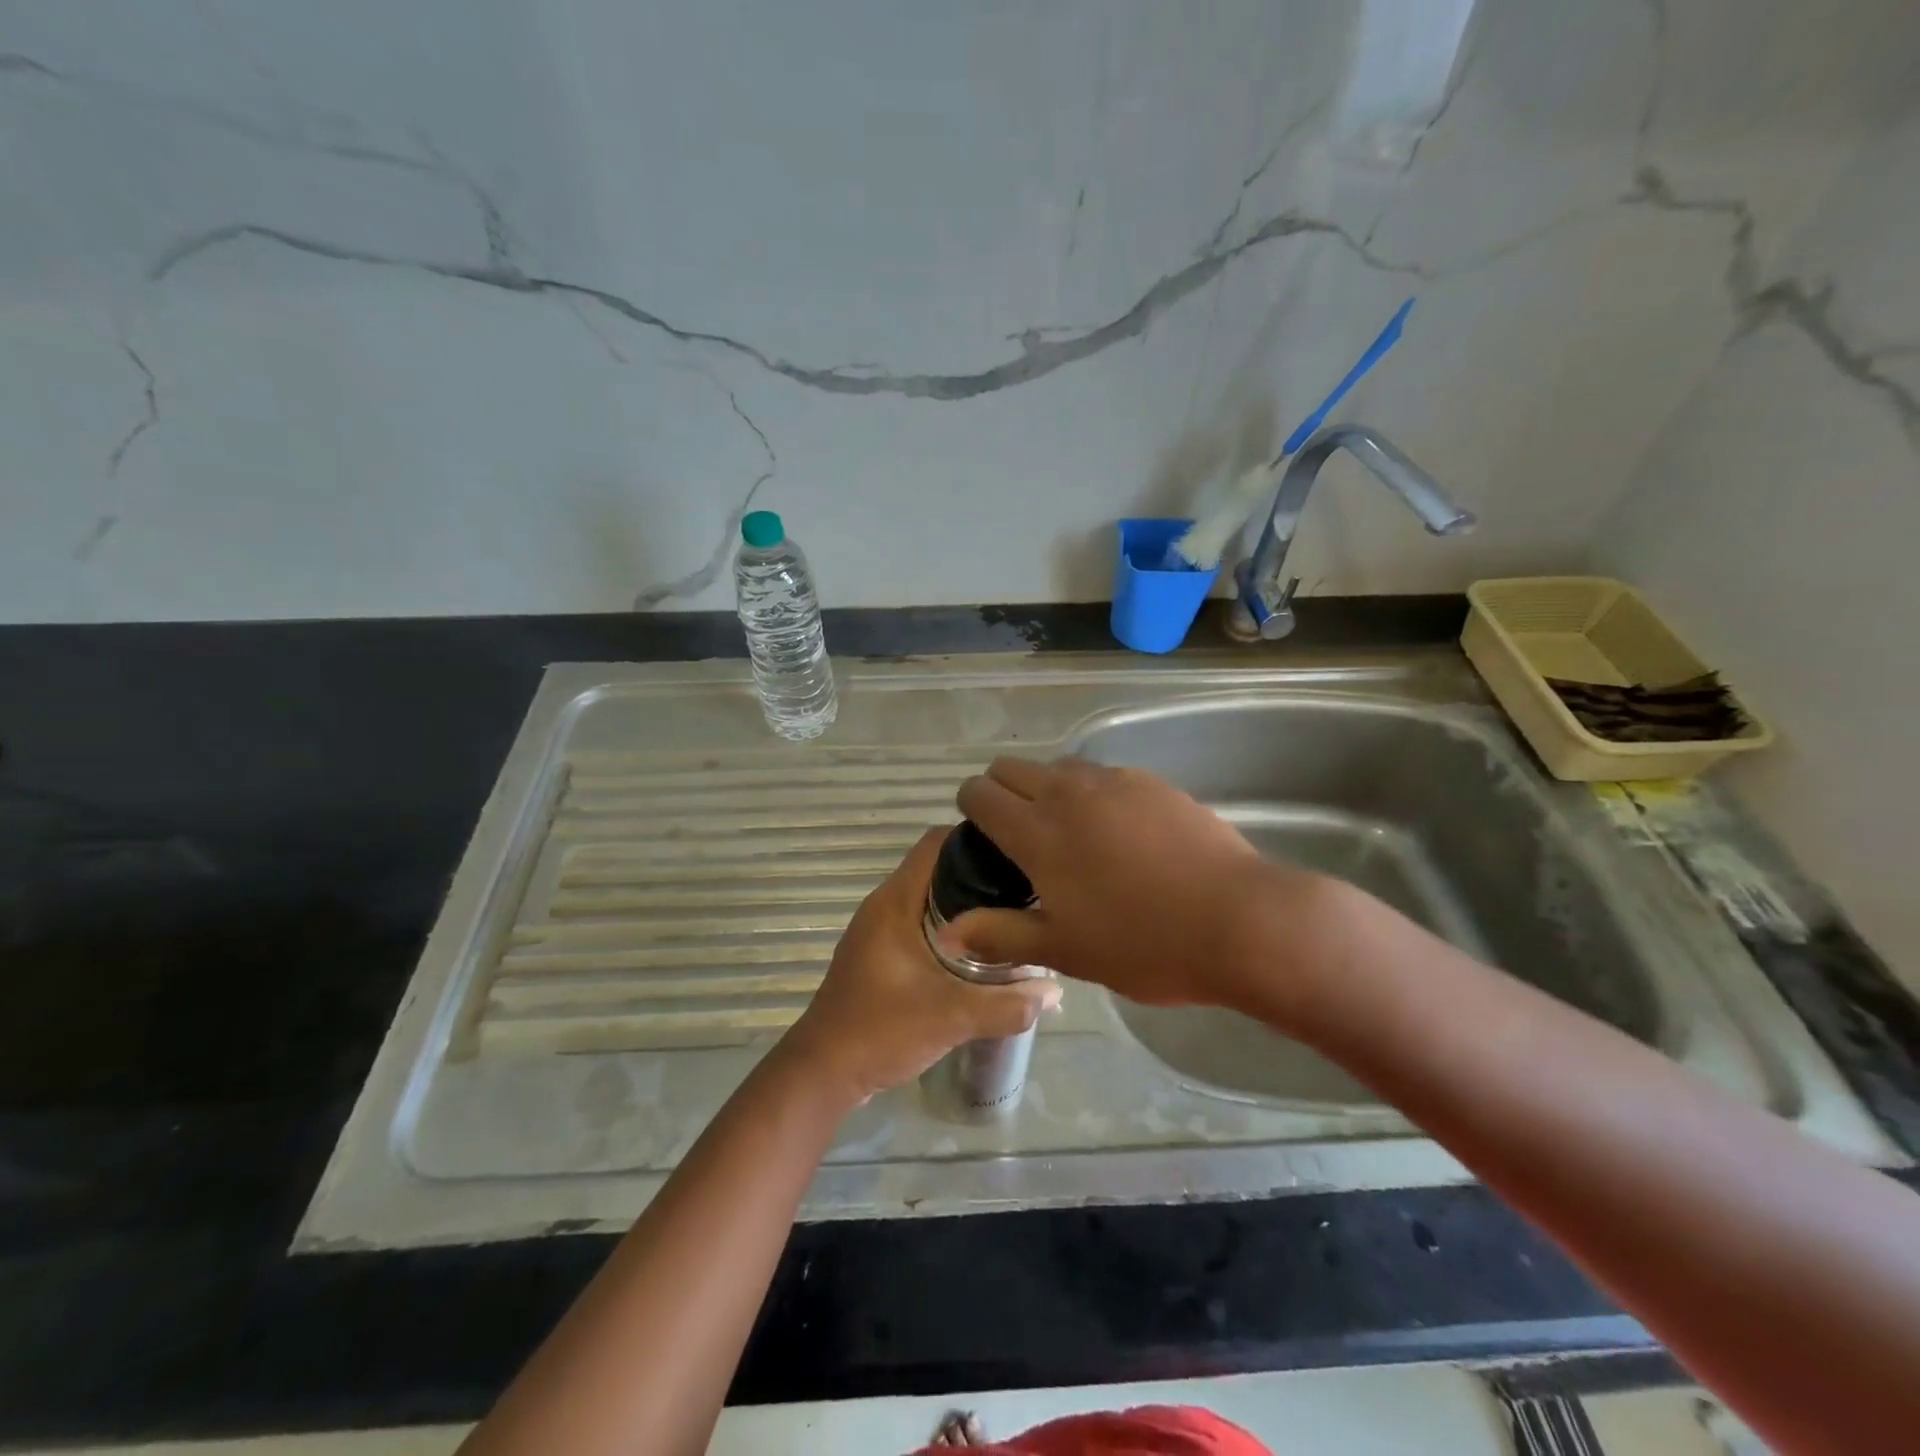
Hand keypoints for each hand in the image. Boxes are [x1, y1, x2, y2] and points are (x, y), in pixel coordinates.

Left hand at [782, 827, 1061, 1104]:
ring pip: (930, 897)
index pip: (936, 843)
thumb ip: (1007, 1005)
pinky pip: (922, 922)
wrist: (824, 1072)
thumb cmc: (881, 1030)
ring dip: (967, 902)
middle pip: (938, 867)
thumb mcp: (951, 1017)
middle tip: (1025, 886)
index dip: (976, 838)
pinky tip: (981, 950)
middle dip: (980, 872)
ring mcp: (880, 930)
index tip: (1017, 851)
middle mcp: (885, 905)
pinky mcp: (881, 954)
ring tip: (1012, 913)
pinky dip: (951, 926)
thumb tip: (1055, 990)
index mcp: (895, 901)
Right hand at [949, 757, 1334, 1011]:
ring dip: (1048, 790)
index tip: (980, 834)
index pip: (981, 793)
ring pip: (1060, 768)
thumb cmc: (1144, 943)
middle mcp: (1069, 793)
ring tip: (1070, 833)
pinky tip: (1119, 832)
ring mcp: (1115, 781)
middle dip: (1002, 790)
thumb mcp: (1065, 951)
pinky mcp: (1152, 782)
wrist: (1240, 920)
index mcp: (1038, 832)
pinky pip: (1104, 775)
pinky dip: (1092, 793)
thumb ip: (1000, 935)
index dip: (971, 806)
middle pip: (1013, 768)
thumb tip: (948, 932)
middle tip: (1018, 836)